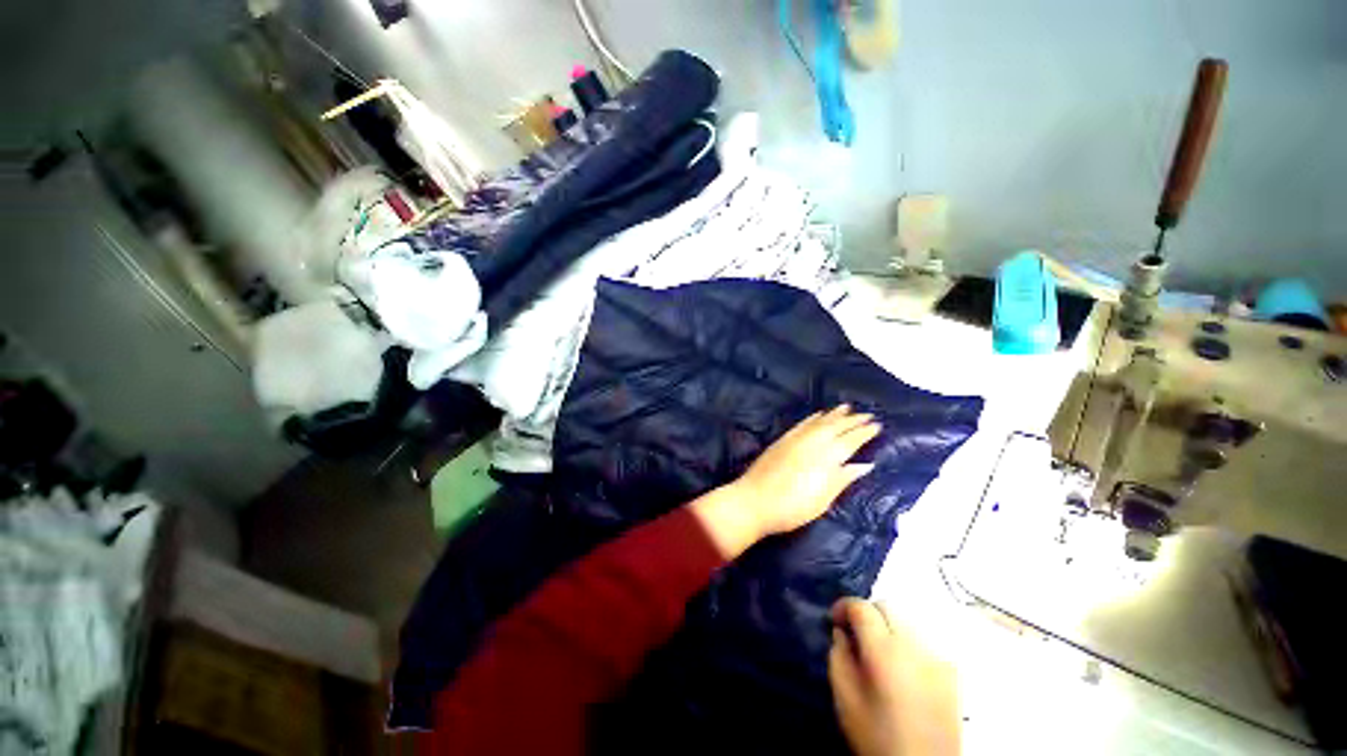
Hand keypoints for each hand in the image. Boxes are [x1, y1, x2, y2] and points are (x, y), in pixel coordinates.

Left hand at [731, 405, 879, 537]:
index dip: (865, 432)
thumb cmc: (793, 507)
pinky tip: (818, 414)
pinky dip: (813, 417)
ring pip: (820, 421)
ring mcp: (796, 438)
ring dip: (834, 414)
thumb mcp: (824, 499)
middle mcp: (813, 442)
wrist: (754, 500)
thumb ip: (844, 478)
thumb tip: (865, 465)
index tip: (877, 425)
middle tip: (867, 414)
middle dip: (853, 419)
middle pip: (837, 426)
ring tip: (847, 407)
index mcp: (827, 456)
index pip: (851, 440)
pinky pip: (802, 423)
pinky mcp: (782, 439)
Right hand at [829, 599, 960, 755]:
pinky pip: (924, 641)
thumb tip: (842, 632)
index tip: (834, 621)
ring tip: (879, 652)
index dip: (844, 606)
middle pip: (887, 606)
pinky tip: (903, 668)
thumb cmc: (878, 737)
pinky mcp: (952, 672)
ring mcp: (939, 657)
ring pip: (908, 621)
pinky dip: (908, 643)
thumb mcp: (845, 698)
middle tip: (855, 635)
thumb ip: (838, 656)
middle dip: (867, 613)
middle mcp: (915, 645)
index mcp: (885, 650)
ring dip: (888, 627)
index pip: (863, 607)